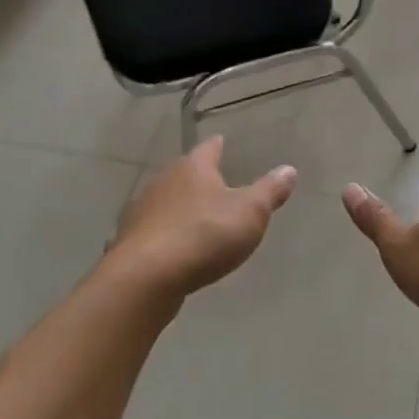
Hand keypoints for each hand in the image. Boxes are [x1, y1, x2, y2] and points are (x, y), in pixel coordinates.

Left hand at [111, 138, 297, 297]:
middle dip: (198, 178)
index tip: (222, 142)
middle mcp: (163, 182)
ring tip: (194, 217)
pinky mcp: (129, 241)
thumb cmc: (205, 235)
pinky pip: (151, 231)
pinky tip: (168, 246)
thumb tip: (289, 169)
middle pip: (183, 173)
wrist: (146, 276)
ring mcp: (141, 211)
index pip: (208, 149)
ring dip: (178, 207)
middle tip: (214, 184)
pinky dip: (161, 234)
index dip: (218, 147)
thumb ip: (270, 191)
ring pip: (164, 201)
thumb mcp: (250, 213)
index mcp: (193, 169)